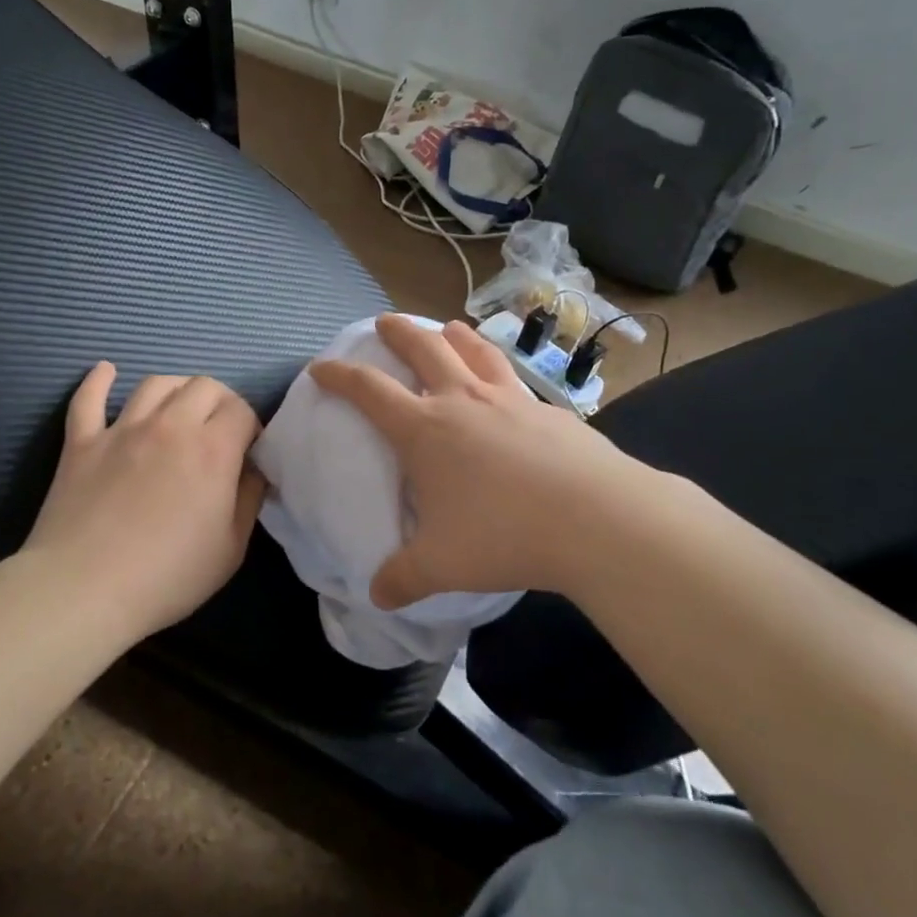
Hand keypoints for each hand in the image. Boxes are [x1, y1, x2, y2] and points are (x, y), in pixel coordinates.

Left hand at [22, 363, 266, 637]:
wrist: (84, 590)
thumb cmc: (168, 576)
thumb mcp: (231, 548)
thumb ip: (249, 499)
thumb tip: (255, 470)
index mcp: (213, 449)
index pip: (242, 410)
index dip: (251, 426)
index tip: (248, 451)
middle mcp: (170, 425)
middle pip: (204, 385)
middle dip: (220, 402)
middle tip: (218, 431)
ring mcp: (121, 429)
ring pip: (155, 383)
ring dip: (175, 389)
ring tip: (178, 408)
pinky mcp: (81, 442)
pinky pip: (88, 399)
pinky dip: (98, 380)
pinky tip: (106, 371)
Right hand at [310, 315, 656, 607]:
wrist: (596, 518)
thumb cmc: (503, 534)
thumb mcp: (441, 565)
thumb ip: (403, 578)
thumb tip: (378, 596)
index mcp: (425, 430)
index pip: (369, 390)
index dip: (339, 375)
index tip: (321, 366)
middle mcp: (463, 401)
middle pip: (424, 348)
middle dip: (399, 331)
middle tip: (385, 321)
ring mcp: (511, 400)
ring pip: (475, 351)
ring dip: (455, 336)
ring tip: (449, 329)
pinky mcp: (550, 411)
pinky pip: (517, 382)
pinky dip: (502, 374)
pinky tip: (510, 391)